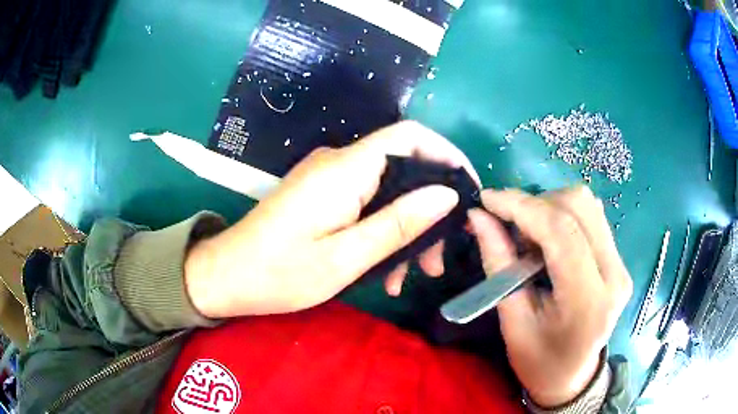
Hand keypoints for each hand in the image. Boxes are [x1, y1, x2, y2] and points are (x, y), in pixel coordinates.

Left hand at [185, 121, 479, 317]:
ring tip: (414, 275)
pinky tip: (385, 272)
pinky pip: (366, 203)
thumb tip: (447, 194)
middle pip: (403, 167)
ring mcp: (328, 178)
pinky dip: (383, 232)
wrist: (227, 276)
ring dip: (407, 229)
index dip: (447, 154)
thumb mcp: (345, 257)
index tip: (470, 191)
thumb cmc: (279, 273)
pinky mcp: (321, 195)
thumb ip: (398, 223)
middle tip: (439, 260)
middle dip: (430, 209)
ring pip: (387, 191)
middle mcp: (339, 163)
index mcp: (346, 169)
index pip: (410, 135)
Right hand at [468, 186, 631, 407]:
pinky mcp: (619, 259)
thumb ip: (499, 265)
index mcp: (588, 301)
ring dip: (549, 208)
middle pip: (579, 206)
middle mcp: (614, 274)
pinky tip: (549, 239)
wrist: (573, 376)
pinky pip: (591, 217)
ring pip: (587, 205)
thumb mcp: (512, 322)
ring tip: (529, 237)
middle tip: (509, 226)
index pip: (561, 232)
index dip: (521, 207)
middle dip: (536, 204)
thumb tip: (479, 216)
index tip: (487, 199)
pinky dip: (562, 215)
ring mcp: (621, 264)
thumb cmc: (539, 362)